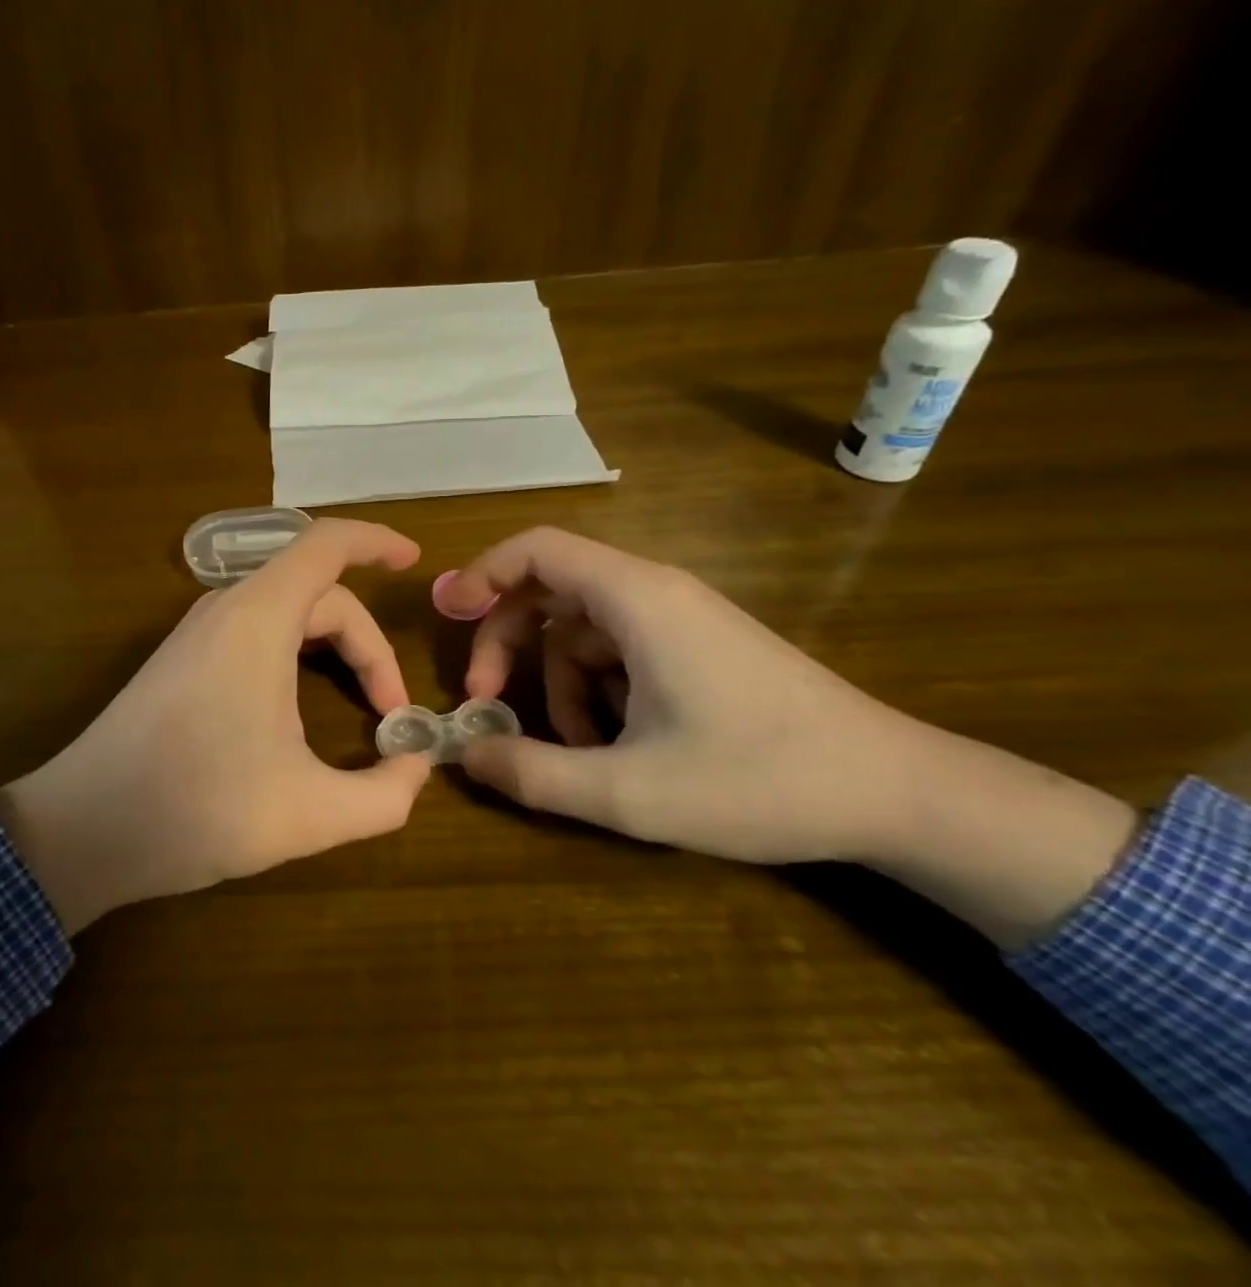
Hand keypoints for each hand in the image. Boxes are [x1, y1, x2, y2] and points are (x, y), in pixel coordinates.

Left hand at [0, 519, 432, 932]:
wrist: (83, 829)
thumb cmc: (198, 808)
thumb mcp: (310, 813)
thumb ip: (385, 795)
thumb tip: (416, 767)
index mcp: (259, 618)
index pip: (326, 544)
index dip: (376, 542)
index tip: (414, 562)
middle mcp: (226, 609)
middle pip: (318, 593)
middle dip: (368, 644)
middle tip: (392, 713)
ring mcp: (197, 632)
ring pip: (286, 611)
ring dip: (333, 647)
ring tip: (361, 701)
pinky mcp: (181, 659)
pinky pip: (256, 630)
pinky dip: (298, 652)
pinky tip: (302, 702)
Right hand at [437, 527, 1137, 944]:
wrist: (898, 795)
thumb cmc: (760, 781)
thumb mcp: (629, 791)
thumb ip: (532, 773)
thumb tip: (463, 756)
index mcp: (636, 600)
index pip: (538, 549)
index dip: (482, 573)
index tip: (445, 615)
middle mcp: (654, 593)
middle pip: (549, 591)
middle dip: (506, 644)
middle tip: (484, 701)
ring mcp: (680, 620)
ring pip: (580, 631)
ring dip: (555, 684)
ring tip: (571, 752)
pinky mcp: (697, 648)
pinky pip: (618, 653)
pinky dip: (595, 693)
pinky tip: (611, 749)